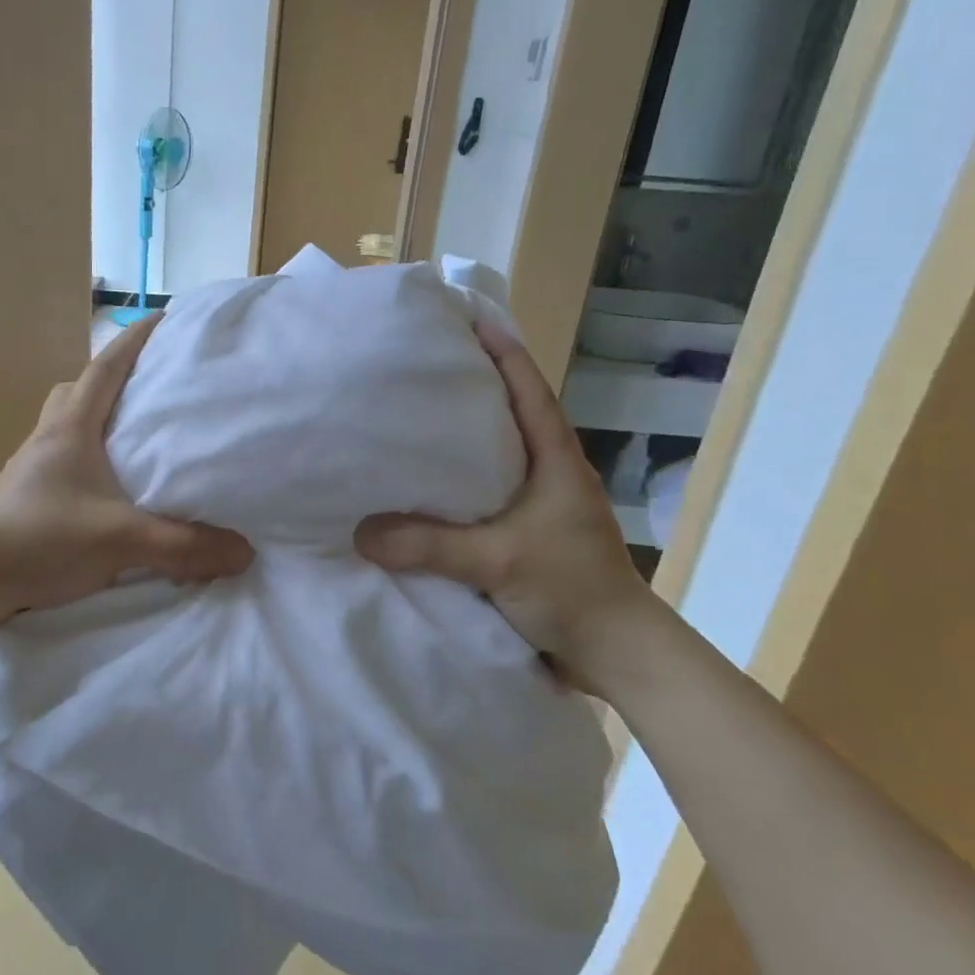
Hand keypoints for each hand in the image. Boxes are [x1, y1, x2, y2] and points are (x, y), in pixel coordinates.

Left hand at [0, 312, 253, 620]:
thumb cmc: (40, 539)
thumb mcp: (119, 539)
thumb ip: (183, 546)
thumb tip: (244, 552)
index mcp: (71, 428)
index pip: (106, 368)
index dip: (135, 340)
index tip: (164, 319)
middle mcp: (49, 438)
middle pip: (79, 390)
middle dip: (113, 380)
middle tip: (149, 388)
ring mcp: (32, 467)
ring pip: (66, 425)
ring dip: (96, 421)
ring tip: (132, 439)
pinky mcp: (27, 496)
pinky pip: (62, 459)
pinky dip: (86, 459)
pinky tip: (107, 489)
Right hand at [353, 319, 656, 694]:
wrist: (614, 655)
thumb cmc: (571, 589)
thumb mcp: (498, 560)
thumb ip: (430, 545)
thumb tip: (359, 531)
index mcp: (555, 460)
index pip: (528, 389)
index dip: (501, 351)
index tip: (466, 319)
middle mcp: (547, 473)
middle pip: (507, 414)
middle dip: (471, 386)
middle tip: (420, 366)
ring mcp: (537, 506)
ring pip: (493, 457)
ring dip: (459, 437)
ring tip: (410, 419)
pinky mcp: (524, 536)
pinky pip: (482, 497)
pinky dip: (454, 485)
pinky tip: (420, 489)